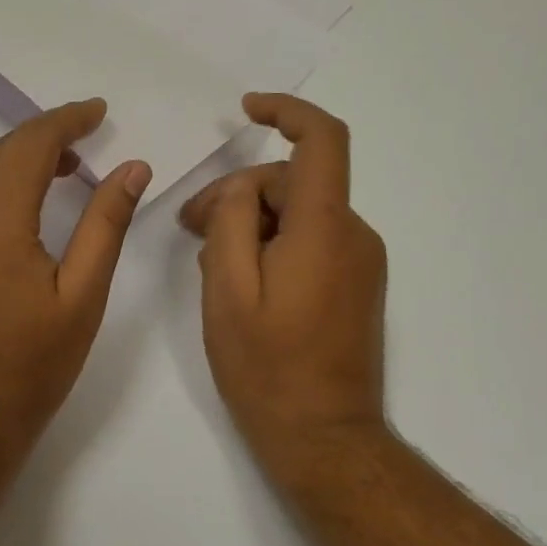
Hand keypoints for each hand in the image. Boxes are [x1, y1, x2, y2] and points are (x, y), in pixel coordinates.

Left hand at [0, 99, 151, 464]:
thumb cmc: (30, 364)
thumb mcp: (82, 294)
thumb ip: (105, 223)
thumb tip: (131, 167)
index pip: (30, 141)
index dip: (67, 119)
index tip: (98, 111)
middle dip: (43, 138)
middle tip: (83, 145)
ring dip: (14, 163)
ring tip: (56, 175)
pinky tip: (13, 217)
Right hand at [179, 93, 387, 473]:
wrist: (323, 436)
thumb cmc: (266, 365)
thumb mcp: (227, 289)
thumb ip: (229, 222)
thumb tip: (237, 191)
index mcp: (324, 229)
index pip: (322, 141)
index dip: (287, 111)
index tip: (247, 109)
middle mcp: (353, 234)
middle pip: (293, 183)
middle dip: (237, 194)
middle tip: (187, 228)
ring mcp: (359, 261)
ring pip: (298, 213)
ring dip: (251, 223)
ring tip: (209, 263)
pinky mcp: (355, 283)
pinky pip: (309, 241)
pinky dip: (272, 244)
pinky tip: (240, 280)